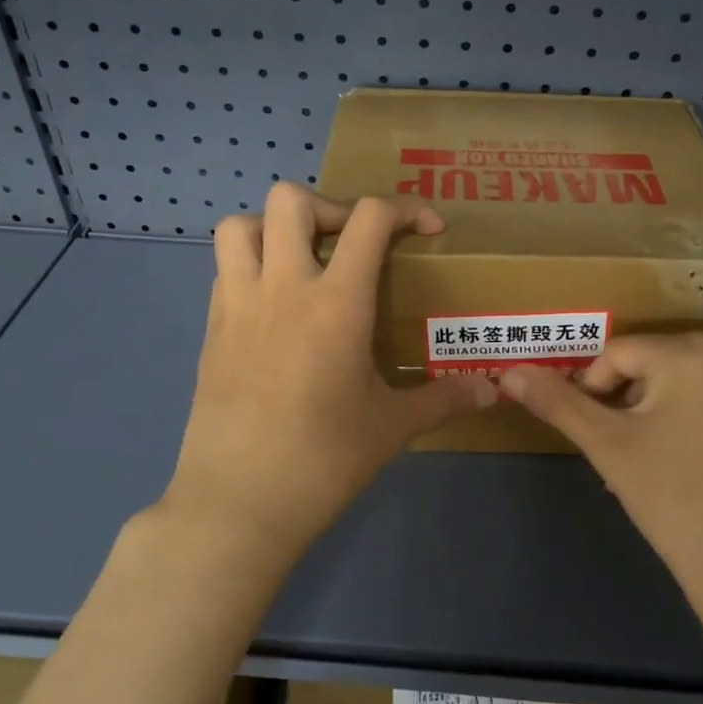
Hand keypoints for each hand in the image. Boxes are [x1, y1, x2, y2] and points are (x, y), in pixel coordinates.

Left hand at [163, 183, 495, 558]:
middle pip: (291, 199)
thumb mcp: (392, 427)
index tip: (428, 230)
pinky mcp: (211, 330)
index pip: (369, 217)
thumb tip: (491, 391)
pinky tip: (276, 308)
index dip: (405, 208)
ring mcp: (238, 305)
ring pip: (240, 225)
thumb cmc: (324, 460)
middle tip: (352, 244)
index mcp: (336, 301)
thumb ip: (444, 399)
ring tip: (304, 262)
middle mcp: (282, 287)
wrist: (238, 503)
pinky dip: (251, 267)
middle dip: (330, 207)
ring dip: (274, 228)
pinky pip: (224, 270)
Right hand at [499, 336, 702, 601]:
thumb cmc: (675, 502)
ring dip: (680, 409)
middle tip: (634, 452)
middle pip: (665, 365)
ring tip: (674, 461)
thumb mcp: (609, 448)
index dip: (595, 391)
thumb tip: (510, 374)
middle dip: (639, 400)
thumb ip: (558, 403)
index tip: (598, 436)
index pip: (620, 355)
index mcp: (693, 352)